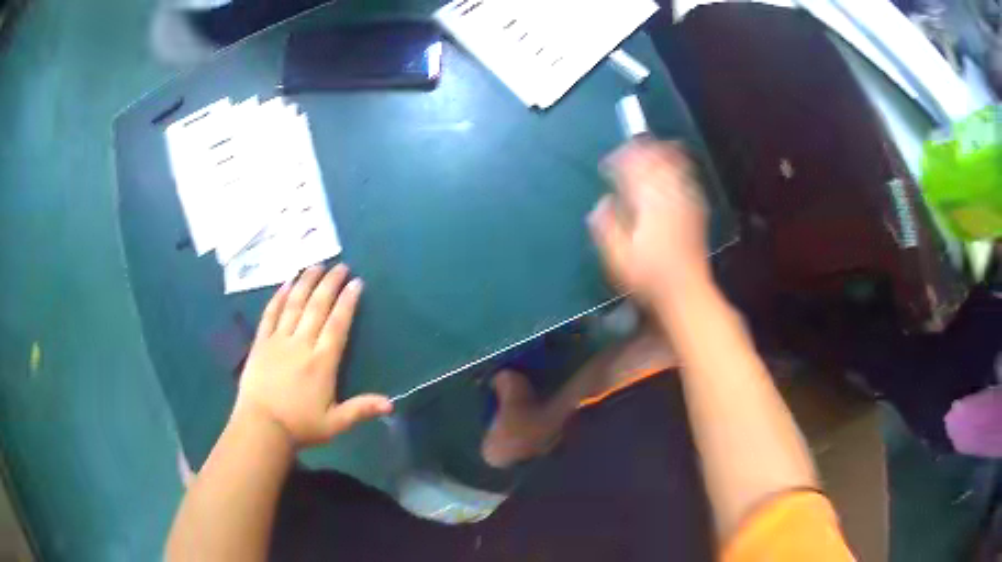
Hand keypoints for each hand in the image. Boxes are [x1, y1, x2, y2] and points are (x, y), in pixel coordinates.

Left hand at [234, 265, 391, 448]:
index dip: (347, 302)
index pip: (337, 325)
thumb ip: (361, 410)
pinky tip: (285, 283)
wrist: (261, 427)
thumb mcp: (335, 424)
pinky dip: (278, 297)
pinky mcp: (261, 342)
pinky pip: (270, 314)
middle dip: (330, 284)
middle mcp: (301, 344)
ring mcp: (279, 340)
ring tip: (316, 265)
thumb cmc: (300, 426)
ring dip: (306, 283)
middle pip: (317, 307)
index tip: (356, 283)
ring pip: (294, 305)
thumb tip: (392, 405)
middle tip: (341, 266)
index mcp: (322, 362)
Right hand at [588, 140, 709, 302]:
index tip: (608, 165)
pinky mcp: (696, 210)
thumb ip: (606, 225)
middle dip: (640, 151)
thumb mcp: (616, 256)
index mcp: (647, 203)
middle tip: (628, 151)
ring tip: (652, 148)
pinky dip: (679, 167)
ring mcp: (686, 201)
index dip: (619, 160)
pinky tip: (675, 167)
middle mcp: (668, 195)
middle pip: (656, 160)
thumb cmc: (647, 276)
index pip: (632, 169)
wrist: (686, 291)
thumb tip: (603, 201)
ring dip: (661, 153)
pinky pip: (688, 178)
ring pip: (674, 165)